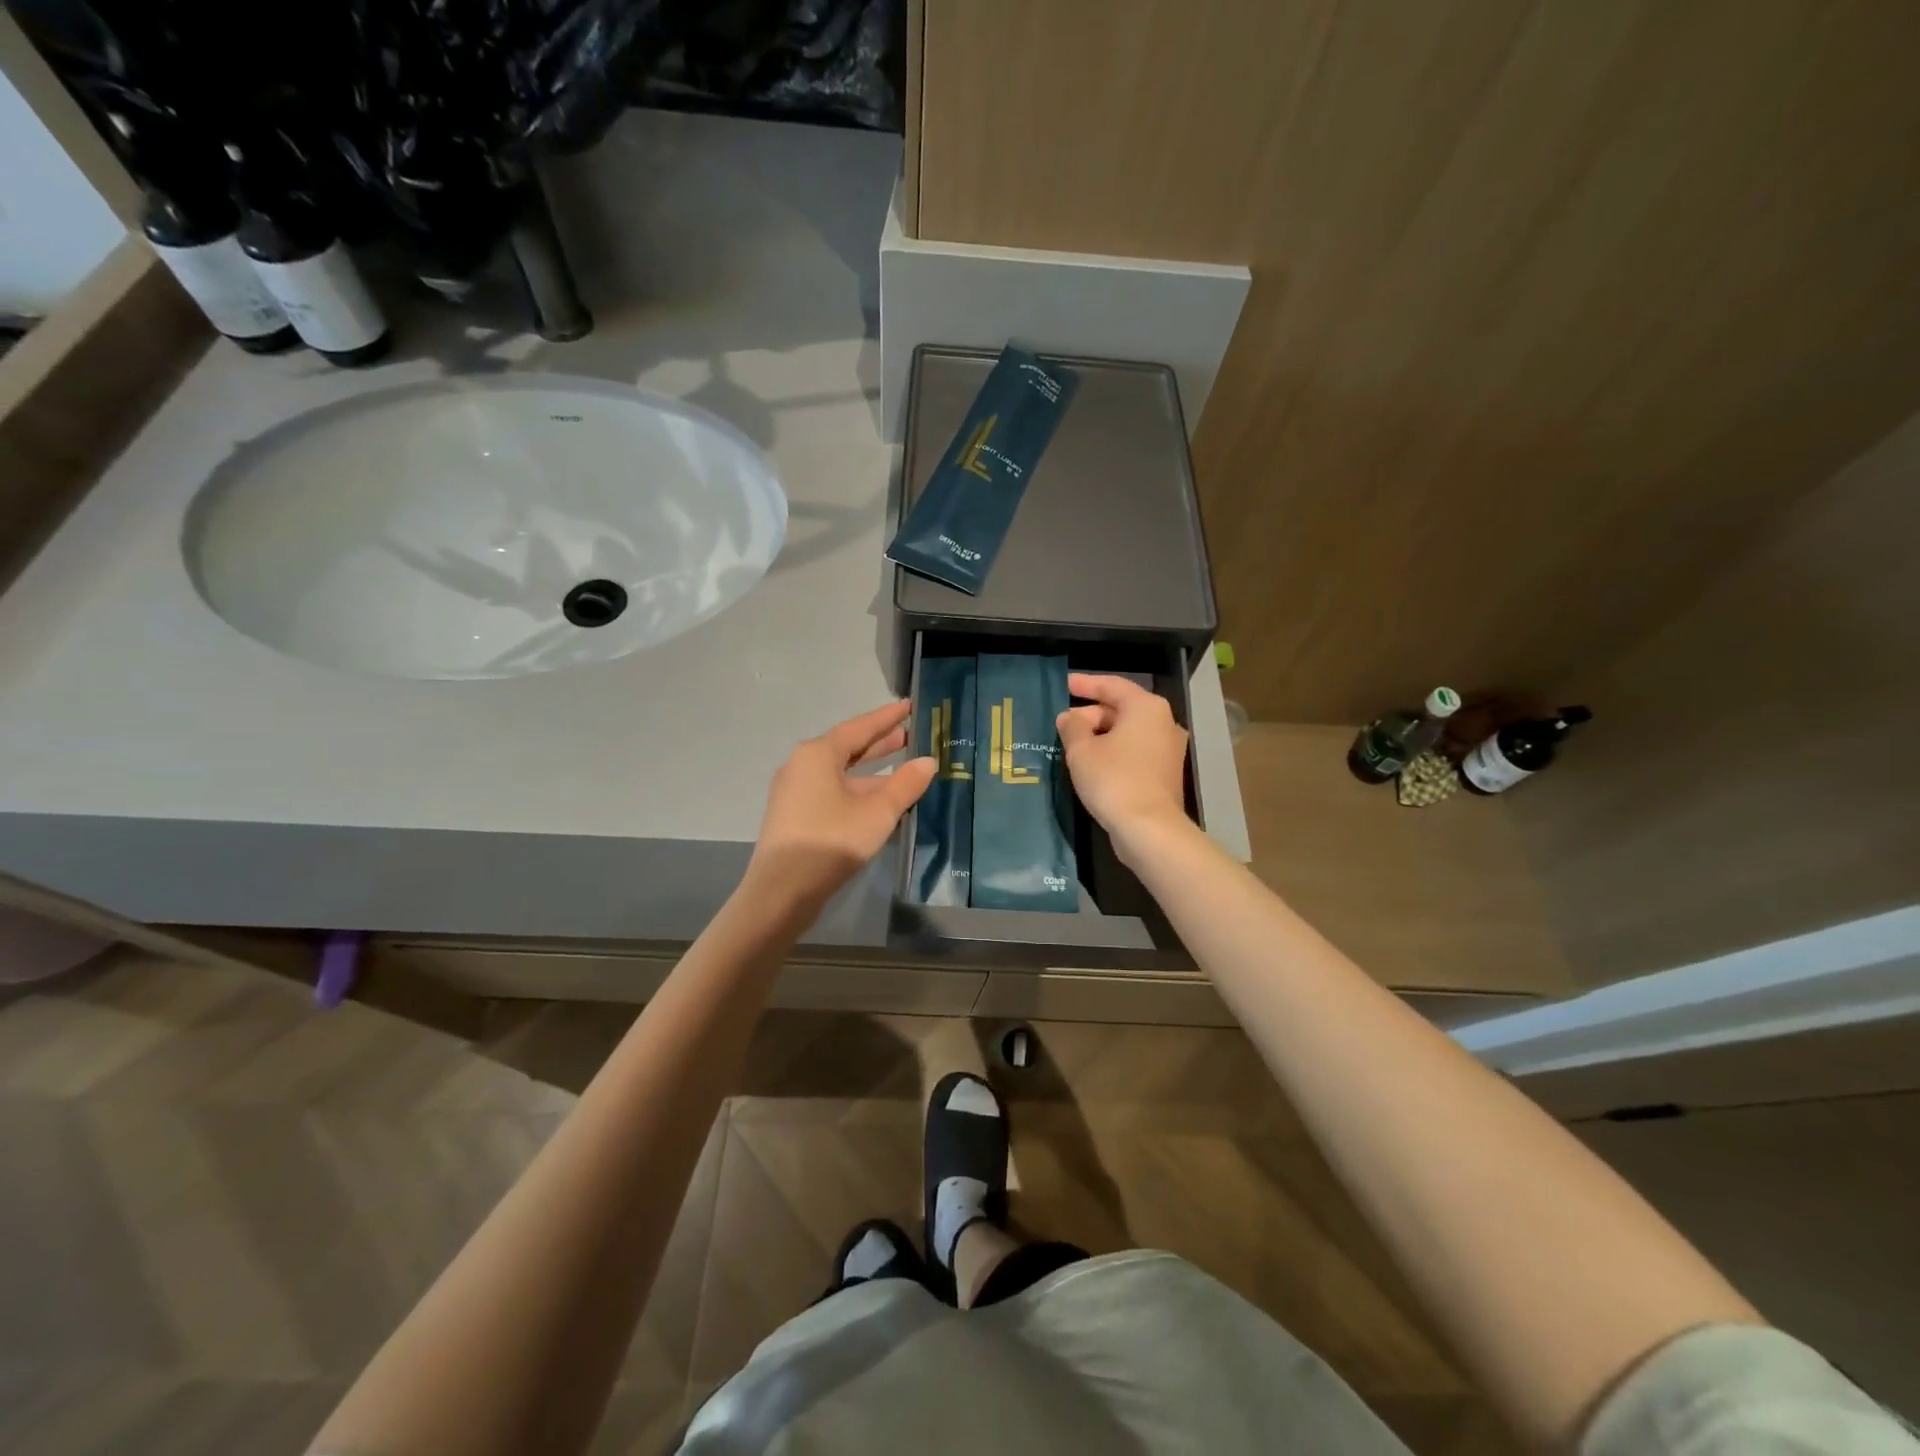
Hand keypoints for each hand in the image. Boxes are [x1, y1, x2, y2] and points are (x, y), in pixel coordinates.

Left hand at [745, 701, 936, 915]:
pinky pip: (832, 793)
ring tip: (904, 771)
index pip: (860, 727)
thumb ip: (905, 784)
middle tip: (911, 736)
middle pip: (848, 748)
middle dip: (880, 744)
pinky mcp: (795, 816)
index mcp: (818, 754)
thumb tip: (928, 761)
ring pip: (841, 774)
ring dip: (872, 773)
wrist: (781, 892)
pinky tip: (880, 803)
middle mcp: (802, 765)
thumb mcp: (877, 813)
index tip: (909, 706)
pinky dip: (858, 792)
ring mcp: (795, 792)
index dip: (888, 717)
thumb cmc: (831, 842)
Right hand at [1056, 673, 1189, 843]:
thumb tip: (1070, 716)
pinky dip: (1114, 752)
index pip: (1112, 685)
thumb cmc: (1113, 780)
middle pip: (1121, 709)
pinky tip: (1093, 765)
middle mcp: (1163, 722)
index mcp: (1146, 708)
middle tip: (1063, 726)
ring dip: (1101, 736)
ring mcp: (1168, 749)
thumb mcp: (1081, 750)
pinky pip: (1135, 752)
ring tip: (1073, 746)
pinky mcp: (1165, 773)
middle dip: (1091, 715)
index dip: (1085, 684)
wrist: (1149, 829)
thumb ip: (1072, 726)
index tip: (1064, 685)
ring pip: (1128, 732)